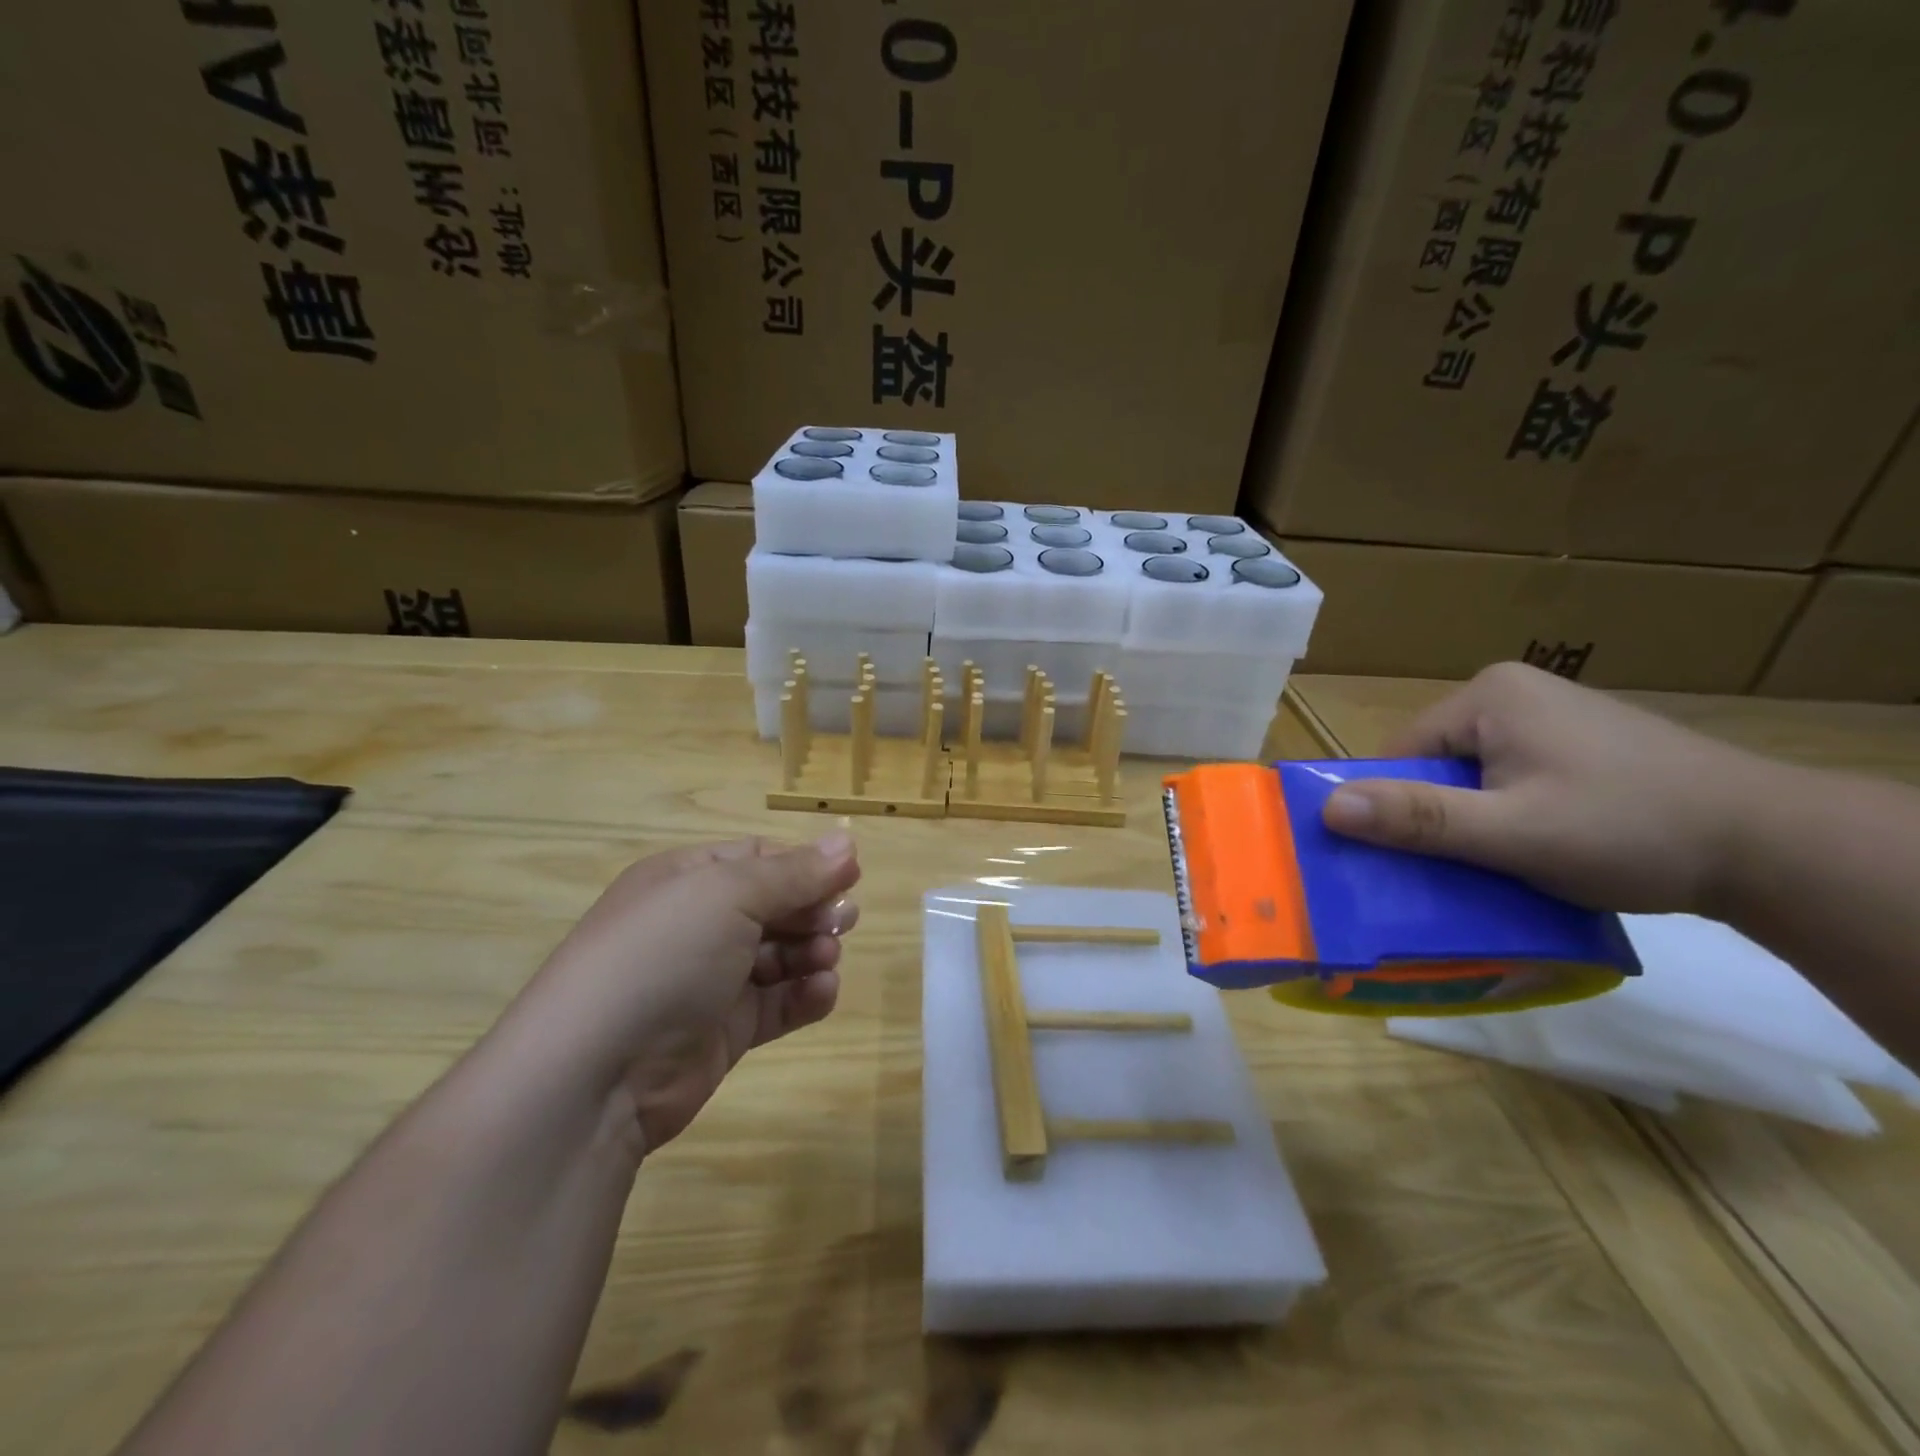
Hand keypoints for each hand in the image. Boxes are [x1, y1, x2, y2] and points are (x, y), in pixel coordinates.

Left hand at [509, 833, 861, 1157]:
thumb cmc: (661, 957)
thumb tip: (847, 842)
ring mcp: (708, 981)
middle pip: (774, 906)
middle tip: (843, 922)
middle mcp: (696, 925)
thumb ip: (794, 872)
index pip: (759, 858)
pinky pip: (775, 1004)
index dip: (805, 865)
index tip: (850, 877)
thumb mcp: (728, 895)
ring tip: (826, 959)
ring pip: (779, 955)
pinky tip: (822, 992)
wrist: (594, 1075)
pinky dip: (804, 996)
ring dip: (812, 952)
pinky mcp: (722, 1032)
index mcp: (686, 879)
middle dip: (813, 910)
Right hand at [1320, 662, 1761, 914]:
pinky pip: (1508, 781)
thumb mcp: (1513, 832)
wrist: (1776, 847)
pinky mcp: (1575, 745)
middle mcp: (1512, 694)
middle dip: (1435, 817)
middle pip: (1434, 765)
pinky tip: (1533, 850)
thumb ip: (1420, 818)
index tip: (1405, 859)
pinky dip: (1506, 817)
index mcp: (1487, 696)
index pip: (1400, 754)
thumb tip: (1327, 808)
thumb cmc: (1631, 829)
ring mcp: (1548, 718)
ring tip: (1497, 864)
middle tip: (1455, 868)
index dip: (1393, 808)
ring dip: (1471, 822)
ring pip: (1471, 778)